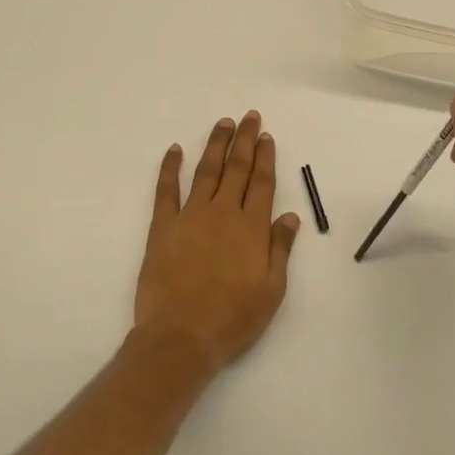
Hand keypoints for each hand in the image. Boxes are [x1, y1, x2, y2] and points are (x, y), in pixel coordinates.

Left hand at [134, 111, 301, 371]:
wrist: (180, 338)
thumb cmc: (232, 319)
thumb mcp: (270, 291)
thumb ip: (280, 249)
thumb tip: (291, 216)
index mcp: (251, 228)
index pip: (261, 182)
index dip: (265, 157)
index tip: (266, 136)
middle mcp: (222, 213)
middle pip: (236, 168)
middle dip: (244, 140)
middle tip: (249, 117)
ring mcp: (190, 217)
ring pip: (206, 171)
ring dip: (215, 145)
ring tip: (223, 123)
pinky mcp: (163, 227)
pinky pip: (166, 191)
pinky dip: (170, 168)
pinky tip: (174, 150)